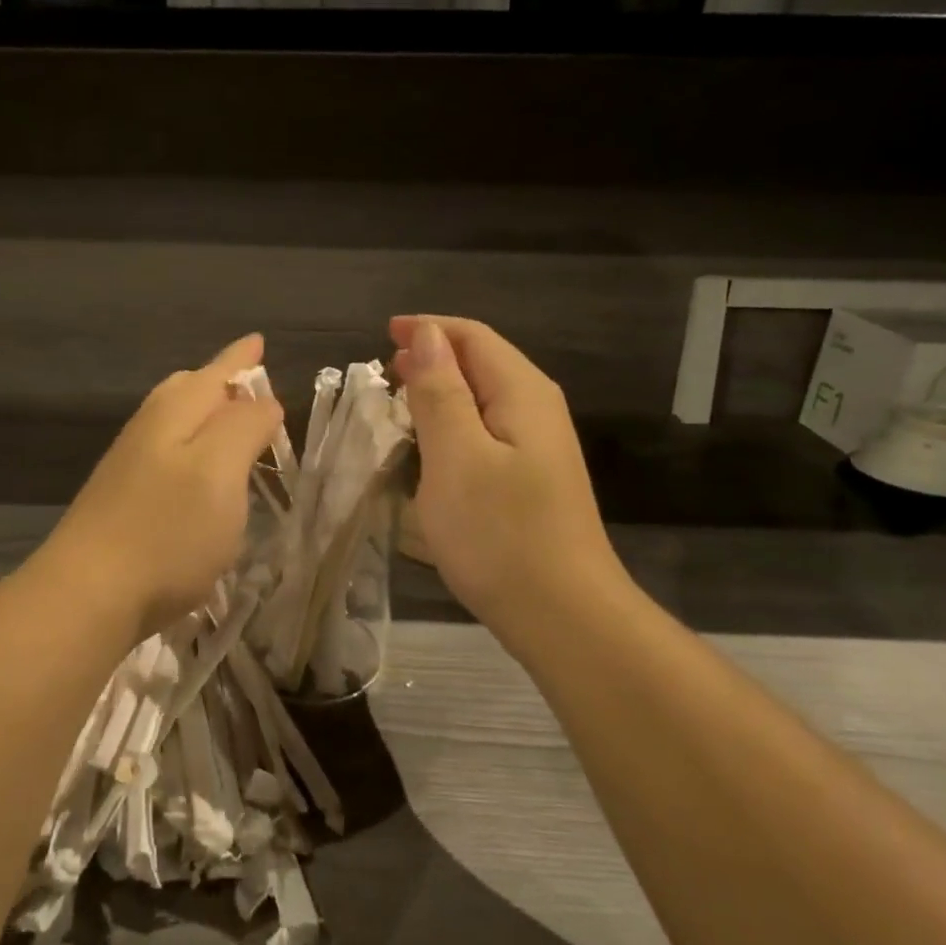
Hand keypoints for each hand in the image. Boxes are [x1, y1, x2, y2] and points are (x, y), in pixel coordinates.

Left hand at [38, 333, 283, 647]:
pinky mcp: (124, 500)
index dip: (241, 358)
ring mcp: (130, 465)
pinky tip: (200, 474)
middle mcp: (148, 428)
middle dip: (220, 382)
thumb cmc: (166, 530)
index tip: (259, 342)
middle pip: (187, 389)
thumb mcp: (220, 471)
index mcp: (175, 412)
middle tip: (250, 382)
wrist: (88, 594)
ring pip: (174, 422)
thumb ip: (245, 426)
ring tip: (231, 422)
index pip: (216, 372)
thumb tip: (262, 400)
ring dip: (206, 416)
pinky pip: (167, 455)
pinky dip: (192, 450)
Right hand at [388, 316, 628, 634]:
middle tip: (383, 375)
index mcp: (521, 392)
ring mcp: (538, 447)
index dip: (427, 329)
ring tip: (397, 406)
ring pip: (482, 398)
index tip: (382, 335)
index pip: (472, 337)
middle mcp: (536, 409)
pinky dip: (451, 427)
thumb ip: (441, 392)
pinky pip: (485, 432)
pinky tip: (429, 449)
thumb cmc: (500, 534)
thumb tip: (428, 335)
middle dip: (431, 358)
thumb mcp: (457, 456)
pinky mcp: (531, 479)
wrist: (562, 615)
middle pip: (481, 362)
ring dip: (439, 393)